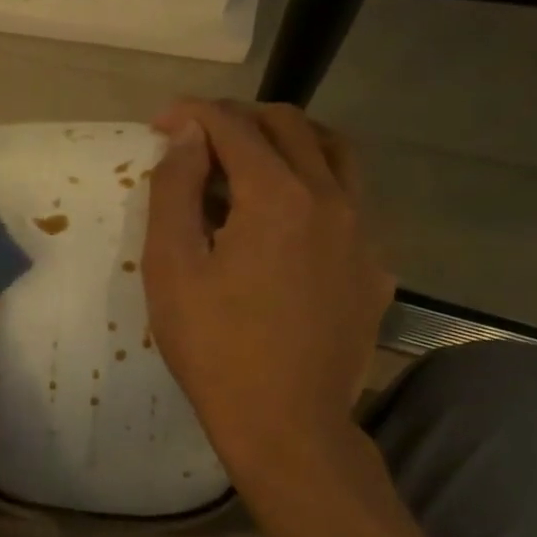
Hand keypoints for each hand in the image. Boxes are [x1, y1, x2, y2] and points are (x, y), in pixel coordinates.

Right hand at [143, 99, 393, 476]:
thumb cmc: (213, 347)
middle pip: (291, 127)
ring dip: (289, 142)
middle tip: (199, 136)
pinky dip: (316, 188)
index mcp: (276, 196)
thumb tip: (185, 134)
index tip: (161, 120)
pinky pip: (352, 203)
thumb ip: (175, 191)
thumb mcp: (171, 268)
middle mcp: (331, 198)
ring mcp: (364, 234)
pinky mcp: (375, 268)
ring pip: (335, 155)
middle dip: (240, 118)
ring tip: (251, 160)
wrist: (286, 422)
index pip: (234, 127)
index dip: (193, 114)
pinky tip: (289, 223)